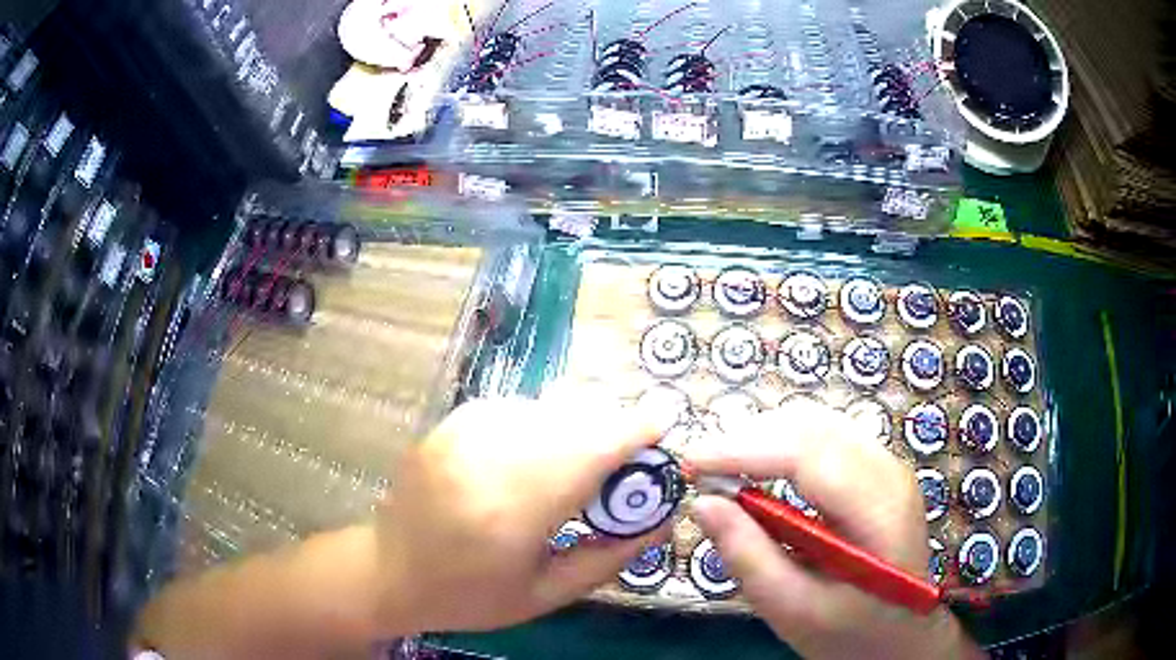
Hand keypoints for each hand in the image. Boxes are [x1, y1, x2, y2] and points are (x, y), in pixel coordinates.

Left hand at [377, 393, 665, 632]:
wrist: (389, 572)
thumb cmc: (469, 596)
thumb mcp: (546, 595)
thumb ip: (609, 557)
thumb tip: (661, 520)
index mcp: (512, 513)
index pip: (588, 452)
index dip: (633, 431)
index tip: (665, 424)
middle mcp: (485, 460)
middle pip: (571, 419)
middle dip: (612, 426)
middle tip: (630, 453)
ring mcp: (460, 435)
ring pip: (544, 406)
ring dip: (579, 423)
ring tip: (588, 455)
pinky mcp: (448, 424)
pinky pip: (515, 407)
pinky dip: (543, 422)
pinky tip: (543, 449)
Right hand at [686, 399, 982, 659]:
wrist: (900, 636)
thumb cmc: (851, 633)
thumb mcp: (793, 609)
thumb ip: (749, 557)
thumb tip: (703, 504)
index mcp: (879, 510)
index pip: (809, 454)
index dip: (744, 449)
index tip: (692, 463)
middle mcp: (889, 472)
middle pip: (813, 426)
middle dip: (749, 438)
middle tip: (702, 468)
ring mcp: (887, 466)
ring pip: (818, 423)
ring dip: (764, 437)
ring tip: (723, 468)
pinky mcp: (877, 470)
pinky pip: (825, 437)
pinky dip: (783, 445)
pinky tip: (760, 469)